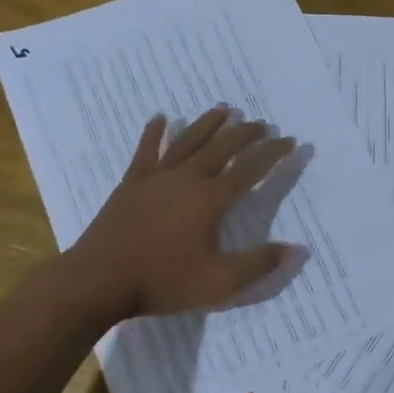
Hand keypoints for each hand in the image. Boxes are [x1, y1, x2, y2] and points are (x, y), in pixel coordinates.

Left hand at [60, 107, 297, 323]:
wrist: (98, 281)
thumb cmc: (163, 282)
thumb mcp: (219, 283)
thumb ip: (258, 264)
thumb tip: (295, 250)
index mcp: (210, 200)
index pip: (250, 169)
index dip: (273, 153)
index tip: (290, 141)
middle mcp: (186, 179)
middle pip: (221, 147)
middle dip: (245, 133)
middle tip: (262, 124)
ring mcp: (155, 178)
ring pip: (187, 140)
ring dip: (208, 123)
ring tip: (224, 109)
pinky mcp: (131, 184)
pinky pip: (146, 151)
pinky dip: (154, 132)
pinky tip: (160, 118)